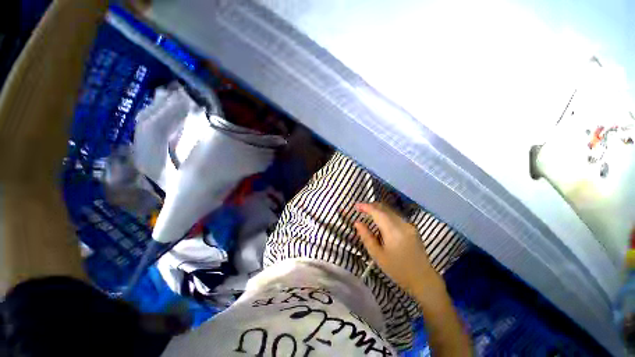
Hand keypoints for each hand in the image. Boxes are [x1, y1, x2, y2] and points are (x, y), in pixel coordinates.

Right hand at [354, 202, 443, 296]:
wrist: (423, 279)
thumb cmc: (398, 270)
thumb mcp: (378, 255)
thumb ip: (367, 237)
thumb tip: (357, 223)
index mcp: (393, 231)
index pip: (377, 212)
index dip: (366, 207)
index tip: (356, 206)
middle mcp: (402, 224)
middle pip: (385, 208)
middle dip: (371, 206)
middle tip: (360, 209)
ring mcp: (409, 225)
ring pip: (390, 211)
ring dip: (378, 209)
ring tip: (368, 213)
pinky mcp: (412, 227)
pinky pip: (395, 216)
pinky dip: (385, 214)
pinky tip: (380, 221)